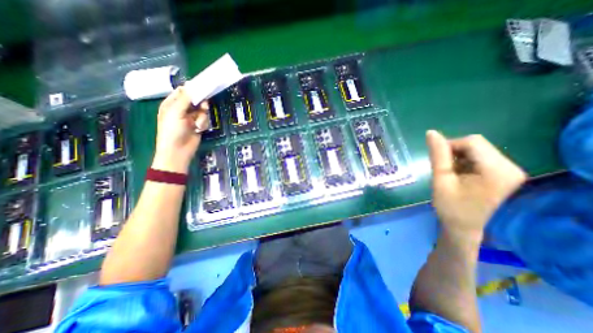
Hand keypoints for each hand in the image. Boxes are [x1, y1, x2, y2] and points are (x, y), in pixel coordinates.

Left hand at [151, 86, 208, 172]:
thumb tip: (191, 85)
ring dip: (201, 116)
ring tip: (197, 123)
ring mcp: (191, 118)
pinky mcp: (198, 125)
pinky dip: (203, 123)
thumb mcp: (176, 112)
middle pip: (195, 100)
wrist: (179, 150)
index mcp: (171, 103)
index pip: (182, 92)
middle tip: (203, 106)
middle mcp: (182, 109)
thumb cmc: (172, 130)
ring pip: (202, 110)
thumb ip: (185, 99)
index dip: (192, 89)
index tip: (202, 87)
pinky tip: (198, 128)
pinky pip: (204, 119)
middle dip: (200, 104)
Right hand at [426, 130, 527, 244]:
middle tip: (443, 169)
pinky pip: (479, 156)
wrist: (462, 227)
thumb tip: (431, 132)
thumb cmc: (449, 206)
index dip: (449, 146)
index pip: (472, 142)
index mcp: (498, 170)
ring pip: (476, 149)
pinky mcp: (503, 173)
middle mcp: (510, 167)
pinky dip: (464, 161)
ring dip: (457, 157)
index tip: (437, 162)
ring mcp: (509, 170)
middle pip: (476, 144)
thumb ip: (438, 155)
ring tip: (450, 173)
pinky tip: (458, 174)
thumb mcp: (441, 179)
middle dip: (454, 152)